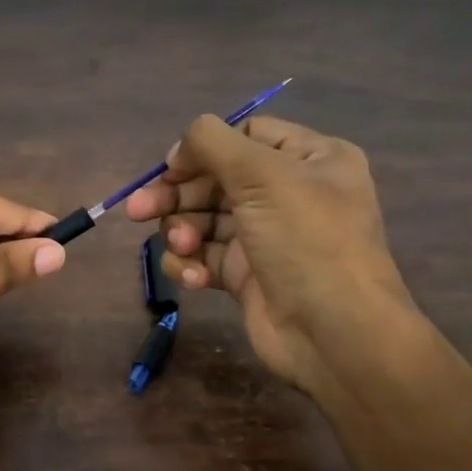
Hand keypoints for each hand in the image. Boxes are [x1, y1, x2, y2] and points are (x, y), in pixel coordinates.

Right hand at [123, 114, 411, 392]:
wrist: (334, 335)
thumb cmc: (306, 242)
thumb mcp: (263, 175)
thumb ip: (213, 143)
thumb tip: (179, 149)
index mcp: (310, 159)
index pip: (246, 136)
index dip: (204, 149)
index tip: (170, 170)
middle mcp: (289, 193)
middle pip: (216, 179)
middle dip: (177, 195)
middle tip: (137, 211)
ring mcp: (266, 237)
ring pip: (204, 220)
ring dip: (182, 231)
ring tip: (182, 248)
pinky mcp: (246, 276)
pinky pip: (206, 257)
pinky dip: (191, 264)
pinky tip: (194, 278)